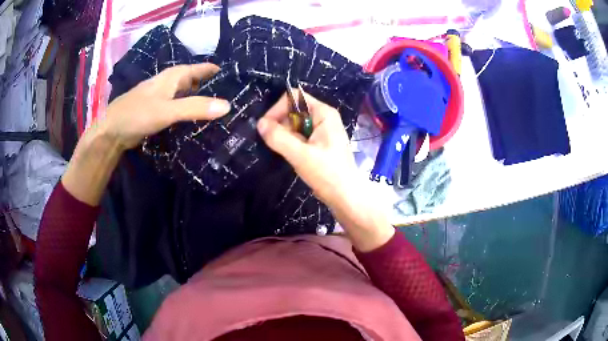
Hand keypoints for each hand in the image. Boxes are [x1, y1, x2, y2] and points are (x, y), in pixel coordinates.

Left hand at [62, 63, 229, 205]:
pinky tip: (198, 122)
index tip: (239, 81)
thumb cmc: (137, 115)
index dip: (219, 72)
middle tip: (235, 100)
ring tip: (221, 112)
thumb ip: (195, 107)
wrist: (111, 132)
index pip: (203, 68)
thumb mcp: (167, 110)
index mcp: (174, 76)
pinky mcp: (159, 111)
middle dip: (214, 88)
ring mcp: (164, 97)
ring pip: (188, 95)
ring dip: (202, 101)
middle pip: (197, 81)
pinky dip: (190, 111)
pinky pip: (180, 107)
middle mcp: (170, 83)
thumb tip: (228, 106)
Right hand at [257, 91, 393, 250]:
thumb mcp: (301, 155)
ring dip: (283, 135)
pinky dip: (289, 143)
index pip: (295, 98)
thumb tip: (259, 123)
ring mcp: (321, 131)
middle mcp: (323, 118)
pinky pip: (298, 136)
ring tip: (279, 150)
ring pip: (294, 125)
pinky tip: (287, 155)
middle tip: (271, 142)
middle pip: (294, 110)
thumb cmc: (328, 174)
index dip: (278, 109)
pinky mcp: (318, 144)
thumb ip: (279, 138)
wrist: (346, 197)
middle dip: (279, 124)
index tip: (266, 127)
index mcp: (324, 113)